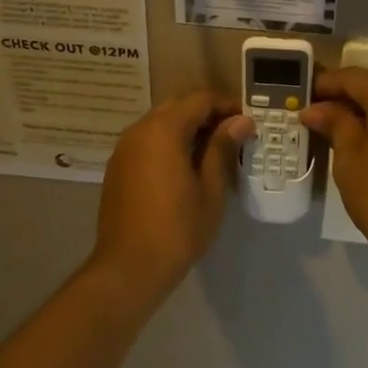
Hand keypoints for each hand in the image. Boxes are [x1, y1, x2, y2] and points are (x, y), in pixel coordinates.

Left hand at [88, 90, 252, 299]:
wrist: (129, 267)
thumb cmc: (178, 228)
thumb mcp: (210, 188)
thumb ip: (222, 148)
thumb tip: (241, 121)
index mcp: (163, 130)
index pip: (200, 100)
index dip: (227, 105)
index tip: (249, 121)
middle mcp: (139, 130)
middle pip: (178, 106)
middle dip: (207, 114)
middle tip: (234, 134)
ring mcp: (124, 149)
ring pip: (160, 123)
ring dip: (187, 128)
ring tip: (214, 150)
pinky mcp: (118, 168)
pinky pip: (147, 141)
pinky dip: (169, 142)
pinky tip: (187, 166)